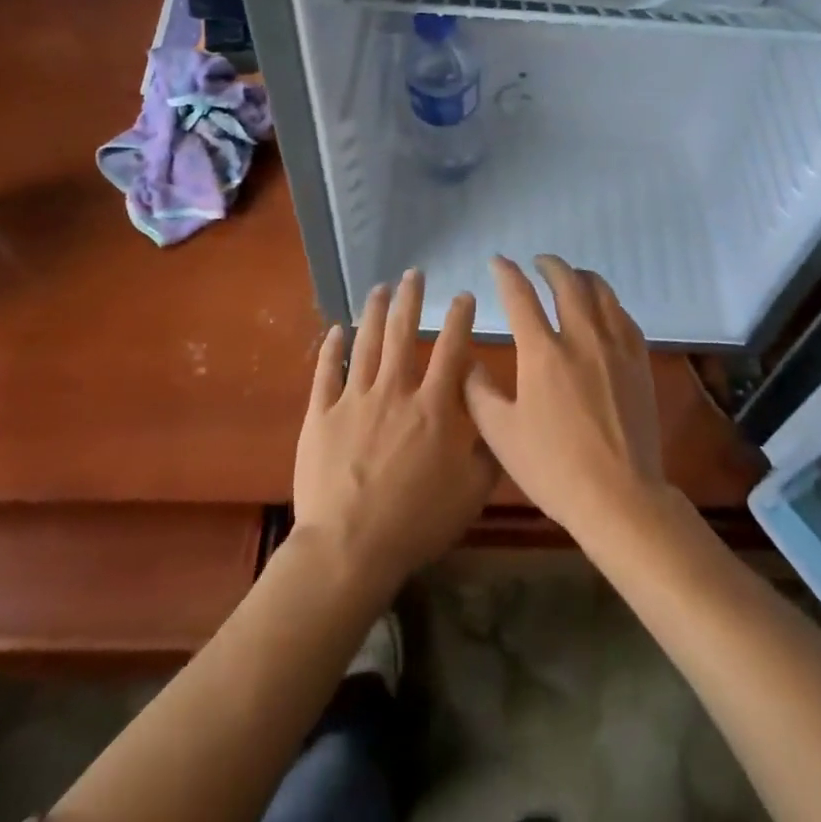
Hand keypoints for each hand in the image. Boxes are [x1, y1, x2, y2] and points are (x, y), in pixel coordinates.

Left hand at [292, 270, 497, 598]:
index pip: (451, 349)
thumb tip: (500, 420)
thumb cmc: (415, 522)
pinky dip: (331, 348)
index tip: (462, 296)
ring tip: (379, 288)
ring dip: (374, 312)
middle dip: (410, 299)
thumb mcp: (470, 494)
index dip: (459, 318)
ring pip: (366, 343)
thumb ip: (489, 453)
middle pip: (403, 333)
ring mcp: (354, 400)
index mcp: (433, 407)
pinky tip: (336, 330)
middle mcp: (394, 391)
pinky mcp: (321, 415)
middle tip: (413, 273)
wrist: (348, 548)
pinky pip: (326, 372)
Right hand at [465, 255, 667, 541]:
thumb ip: (478, 393)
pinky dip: (608, 302)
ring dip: (582, 276)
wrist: (620, 496)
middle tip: (538, 262)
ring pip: (601, 292)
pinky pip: (624, 316)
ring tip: (571, 276)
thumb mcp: (501, 435)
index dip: (506, 273)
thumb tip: (469, 363)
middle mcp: (581, 338)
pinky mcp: (639, 362)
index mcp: (543, 352)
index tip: (498, 262)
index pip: (520, 296)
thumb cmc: (554, 468)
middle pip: (567, 282)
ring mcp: (615, 347)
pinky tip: (604, 309)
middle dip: (549, 265)